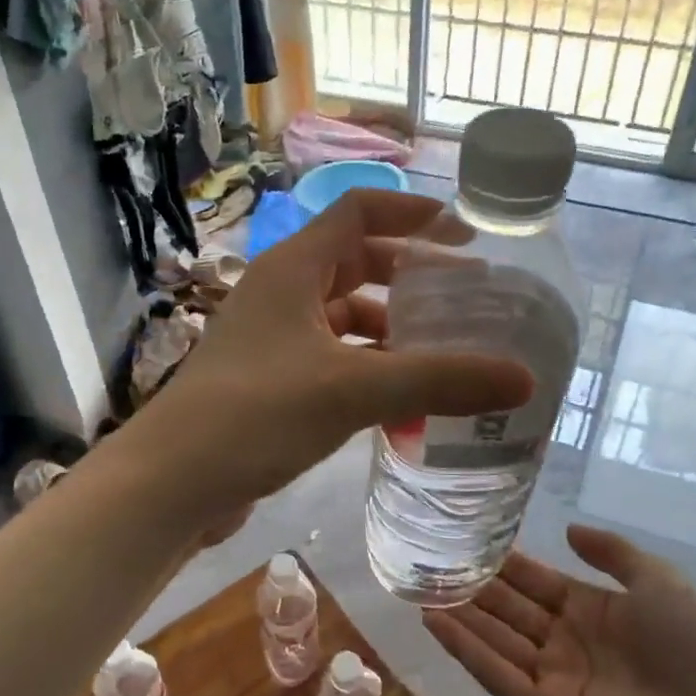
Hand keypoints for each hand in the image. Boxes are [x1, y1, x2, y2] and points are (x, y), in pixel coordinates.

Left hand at [133, 189, 531, 511]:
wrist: (171, 482)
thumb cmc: (256, 414)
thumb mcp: (352, 390)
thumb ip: (437, 380)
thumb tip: (524, 379)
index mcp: (293, 268)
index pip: (360, 212)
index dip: (413, 214)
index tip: (466, 236)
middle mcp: (281, 293)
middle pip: (357, 264)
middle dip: (412, 278)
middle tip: (468, 301)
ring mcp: (272, 339)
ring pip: (345, 319)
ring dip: (393, 333)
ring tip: (445, 357)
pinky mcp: (270, 381)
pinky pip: (332, 361)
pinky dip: (369, 373)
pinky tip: (402, 406)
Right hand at [424, 525, 695, 695]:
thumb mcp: (660, 583)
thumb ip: (614, 553)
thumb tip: (568, 528)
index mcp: (591, 612)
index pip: (534, 582)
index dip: (502, 563)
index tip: (465, 539)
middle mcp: (565, 643)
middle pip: (508, 610)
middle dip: (472, 587)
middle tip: (428, 562)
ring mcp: (554, 681)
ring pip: (496, 641)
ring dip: (460, 616)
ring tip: (419, 589)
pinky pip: (500, 678)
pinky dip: (467, 651)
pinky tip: (436, 623)